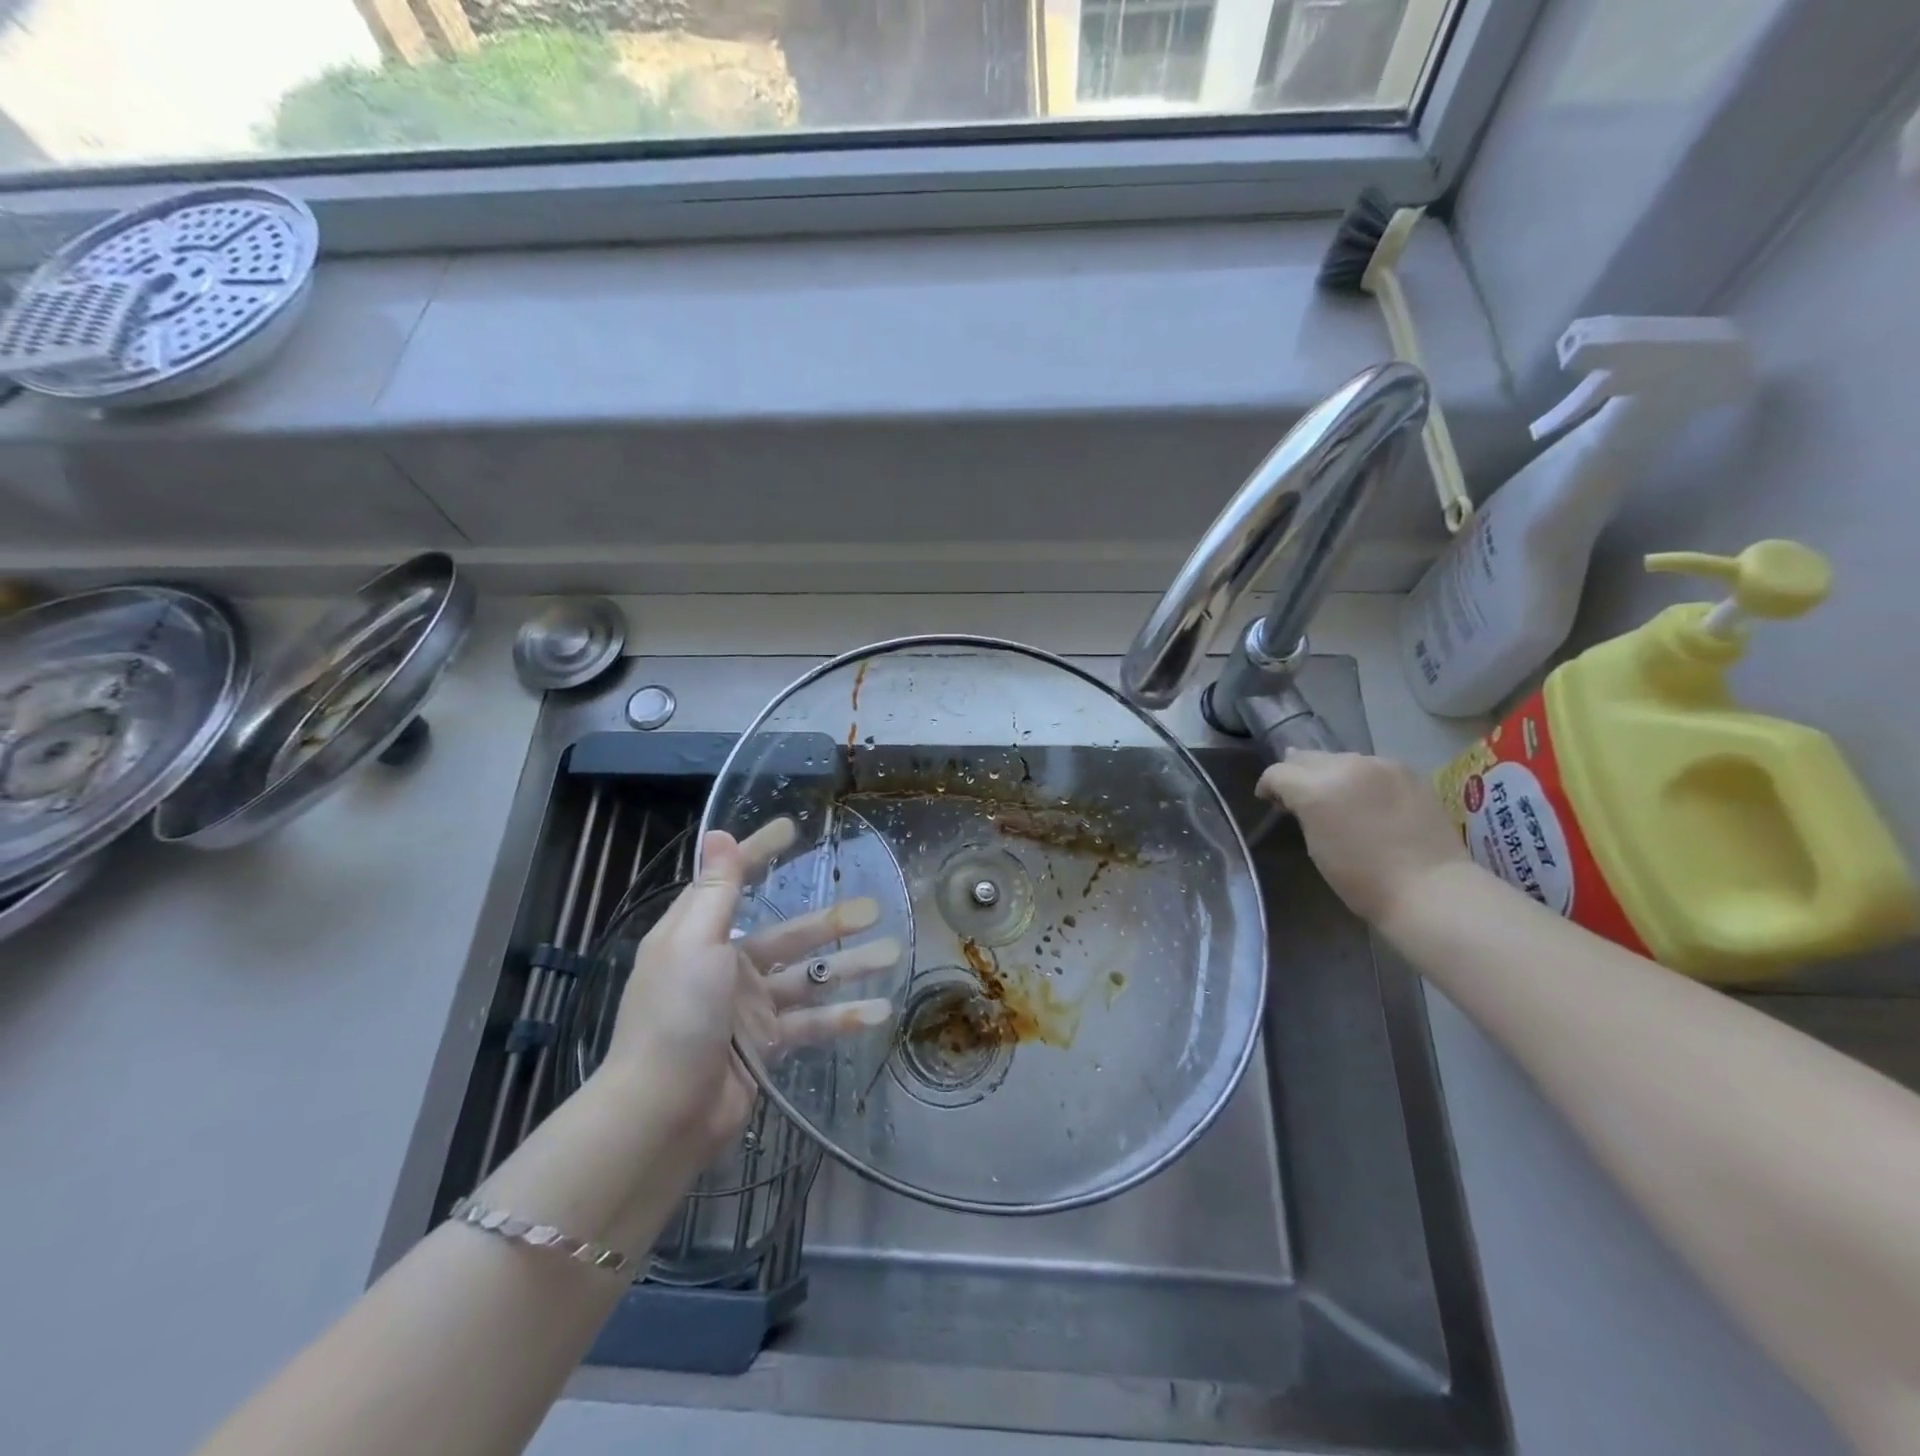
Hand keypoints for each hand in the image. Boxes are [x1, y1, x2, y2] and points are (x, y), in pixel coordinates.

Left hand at [602, 824, 897, 1162]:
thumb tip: (718, 833)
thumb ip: (716, 891)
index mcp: (699, 936)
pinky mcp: (765, 1045)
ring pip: (808, 978)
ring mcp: (748, 1007)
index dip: (760, 854)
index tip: (791, 829)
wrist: (662, 1114)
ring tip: (893, 953)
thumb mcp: (695, 943)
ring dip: (850, 967)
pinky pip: (811, 1023)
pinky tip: (880, 1011)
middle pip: (788, 934)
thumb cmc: (676, 1016)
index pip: (733, 882)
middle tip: (876, 907)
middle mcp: (725, 966)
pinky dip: (843, 1018)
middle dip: (831, 922)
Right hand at [1256, 749, 1469, 927]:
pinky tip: (1369, 801)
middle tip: (1301, 799)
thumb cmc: (1361, 879)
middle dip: (1298, 775)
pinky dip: (1362, 779)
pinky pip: (1372, 767)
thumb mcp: (1315, 844)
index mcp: (1316, 788)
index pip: (1278, 772)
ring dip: (1331, 774)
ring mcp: (1381, 765)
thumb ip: (1303, 810)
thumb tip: (1297, 793)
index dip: (1268, 786)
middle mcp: (1346, 766)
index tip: (1270, 801)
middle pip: (1307, 757)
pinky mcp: (1409, 771)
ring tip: (1338, 799)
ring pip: (1341, 759)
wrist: (1430, 889)